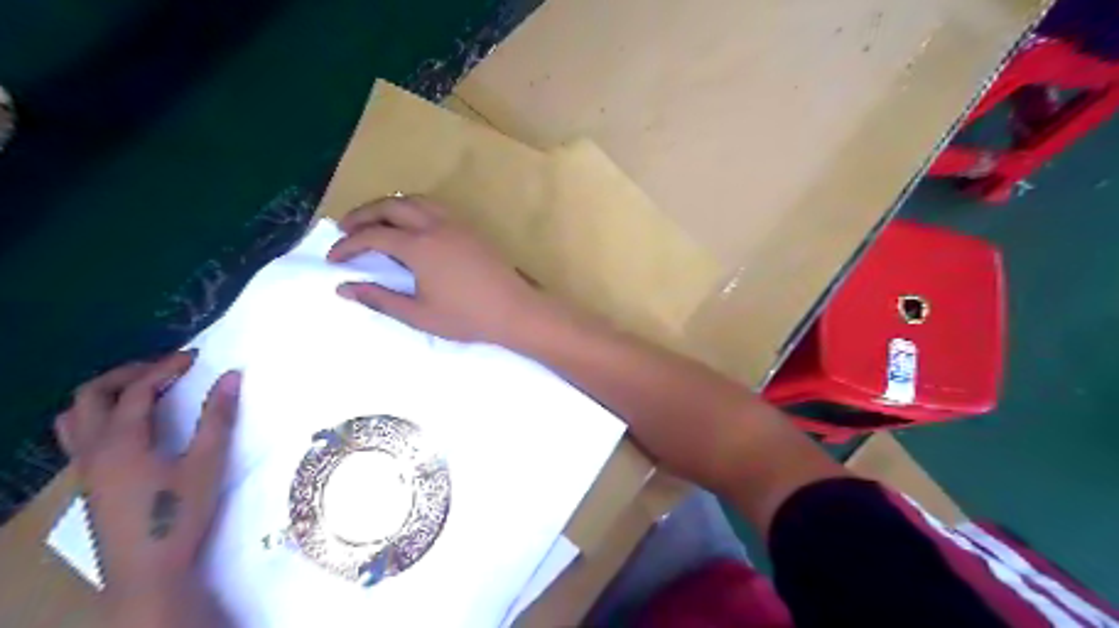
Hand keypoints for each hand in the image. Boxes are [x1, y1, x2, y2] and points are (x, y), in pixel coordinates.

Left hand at [51, 354, 240, 599]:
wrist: (148, 569)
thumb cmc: (179, 512)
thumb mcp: (207, 462)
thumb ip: (218, 417)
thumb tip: (231, 376)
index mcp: (121, 441)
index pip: (137, 391)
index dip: (165, 369)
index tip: (195, 358)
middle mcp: (93, 449)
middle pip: (92, 395)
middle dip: (128, 373)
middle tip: (166, 368)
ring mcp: (85, 467)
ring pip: (75, 416)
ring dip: (106, 394)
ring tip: (143, 390)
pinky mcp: (89, 482)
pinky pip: (78, 436)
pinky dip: (99, 416)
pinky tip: (131, 426)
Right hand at [327, 195, 551, 341]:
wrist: (515, 310)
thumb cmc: (467, 317)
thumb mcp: (419, 315)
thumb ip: (380, 299)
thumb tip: (343, 288)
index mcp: (419, 247)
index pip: (373, 236)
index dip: (348, 245)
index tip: (333, 259)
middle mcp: (435, 225)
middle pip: (390, 206)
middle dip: (362, 215)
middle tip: (345, 230)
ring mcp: (456, 223)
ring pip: (414, 200)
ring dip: (388, 206)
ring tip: (375, 223)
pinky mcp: (470, 227)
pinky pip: (434, 206)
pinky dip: (412, 208)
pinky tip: (411, 226)